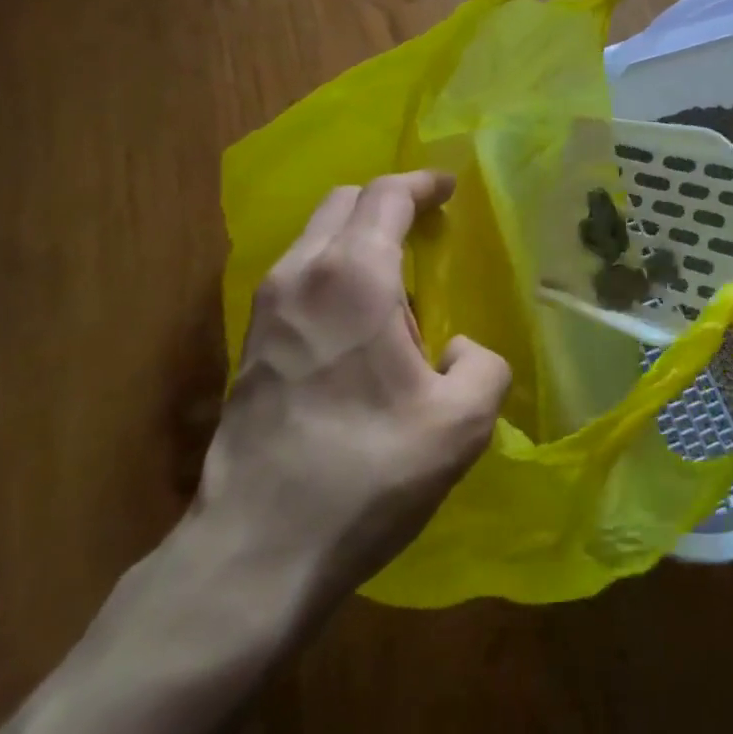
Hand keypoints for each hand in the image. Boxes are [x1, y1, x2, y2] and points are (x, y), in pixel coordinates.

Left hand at [196, 171, 509, 602]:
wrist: (256, 550)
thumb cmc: (366, 474)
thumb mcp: (460, 424)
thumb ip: (483, 366)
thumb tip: (460, 352)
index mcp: (353, 276)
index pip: (385, 195)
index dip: (421, 183)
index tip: (448, 188)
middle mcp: (301, 275)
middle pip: (343, 203)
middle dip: (386, 201)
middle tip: (425, 226)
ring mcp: (265, 309)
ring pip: (314, 238)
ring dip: (357, 237)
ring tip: (397, 278)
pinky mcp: (249, 345)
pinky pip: (298, 276)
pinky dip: (333, 270)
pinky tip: (358, 321)